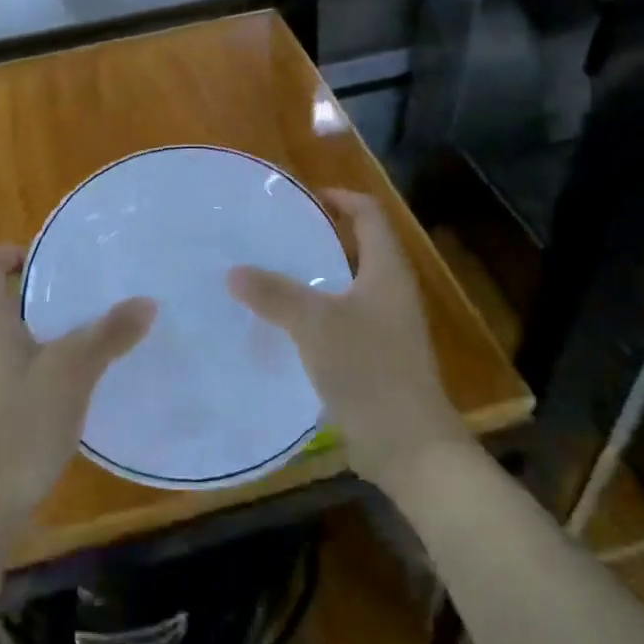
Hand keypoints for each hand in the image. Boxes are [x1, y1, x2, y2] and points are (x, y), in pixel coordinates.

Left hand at [0, 246, 156, 533]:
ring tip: (103, 328)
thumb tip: (146, 301)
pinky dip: (56, 364)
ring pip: (22, 337)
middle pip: (6, 299)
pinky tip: (91, 379)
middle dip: (49, 290)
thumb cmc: (19, 426)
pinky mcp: (0, 412)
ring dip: (57, 329)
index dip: (8, 252)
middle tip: (96, 289)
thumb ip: (107, 334)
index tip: (52, 259)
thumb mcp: (71, 373)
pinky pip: (28, 370)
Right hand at [228, 190, 466, 491]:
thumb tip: (234, 271)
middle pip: (360, 247)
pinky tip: (286, 325)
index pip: (369, 215)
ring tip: (273, 274)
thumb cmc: (369, 370)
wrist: (410, 446)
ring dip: (317, 276)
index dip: (341, 197)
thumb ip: (275, 294)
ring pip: (350, 285)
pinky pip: (345, 320)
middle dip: (322, 235)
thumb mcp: (315, 325)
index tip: (304, 197)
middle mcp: (392, 292)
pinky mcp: (378, 357)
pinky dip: (318, 312)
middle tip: (277, 234)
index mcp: (387, 271)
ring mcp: (388, 327)